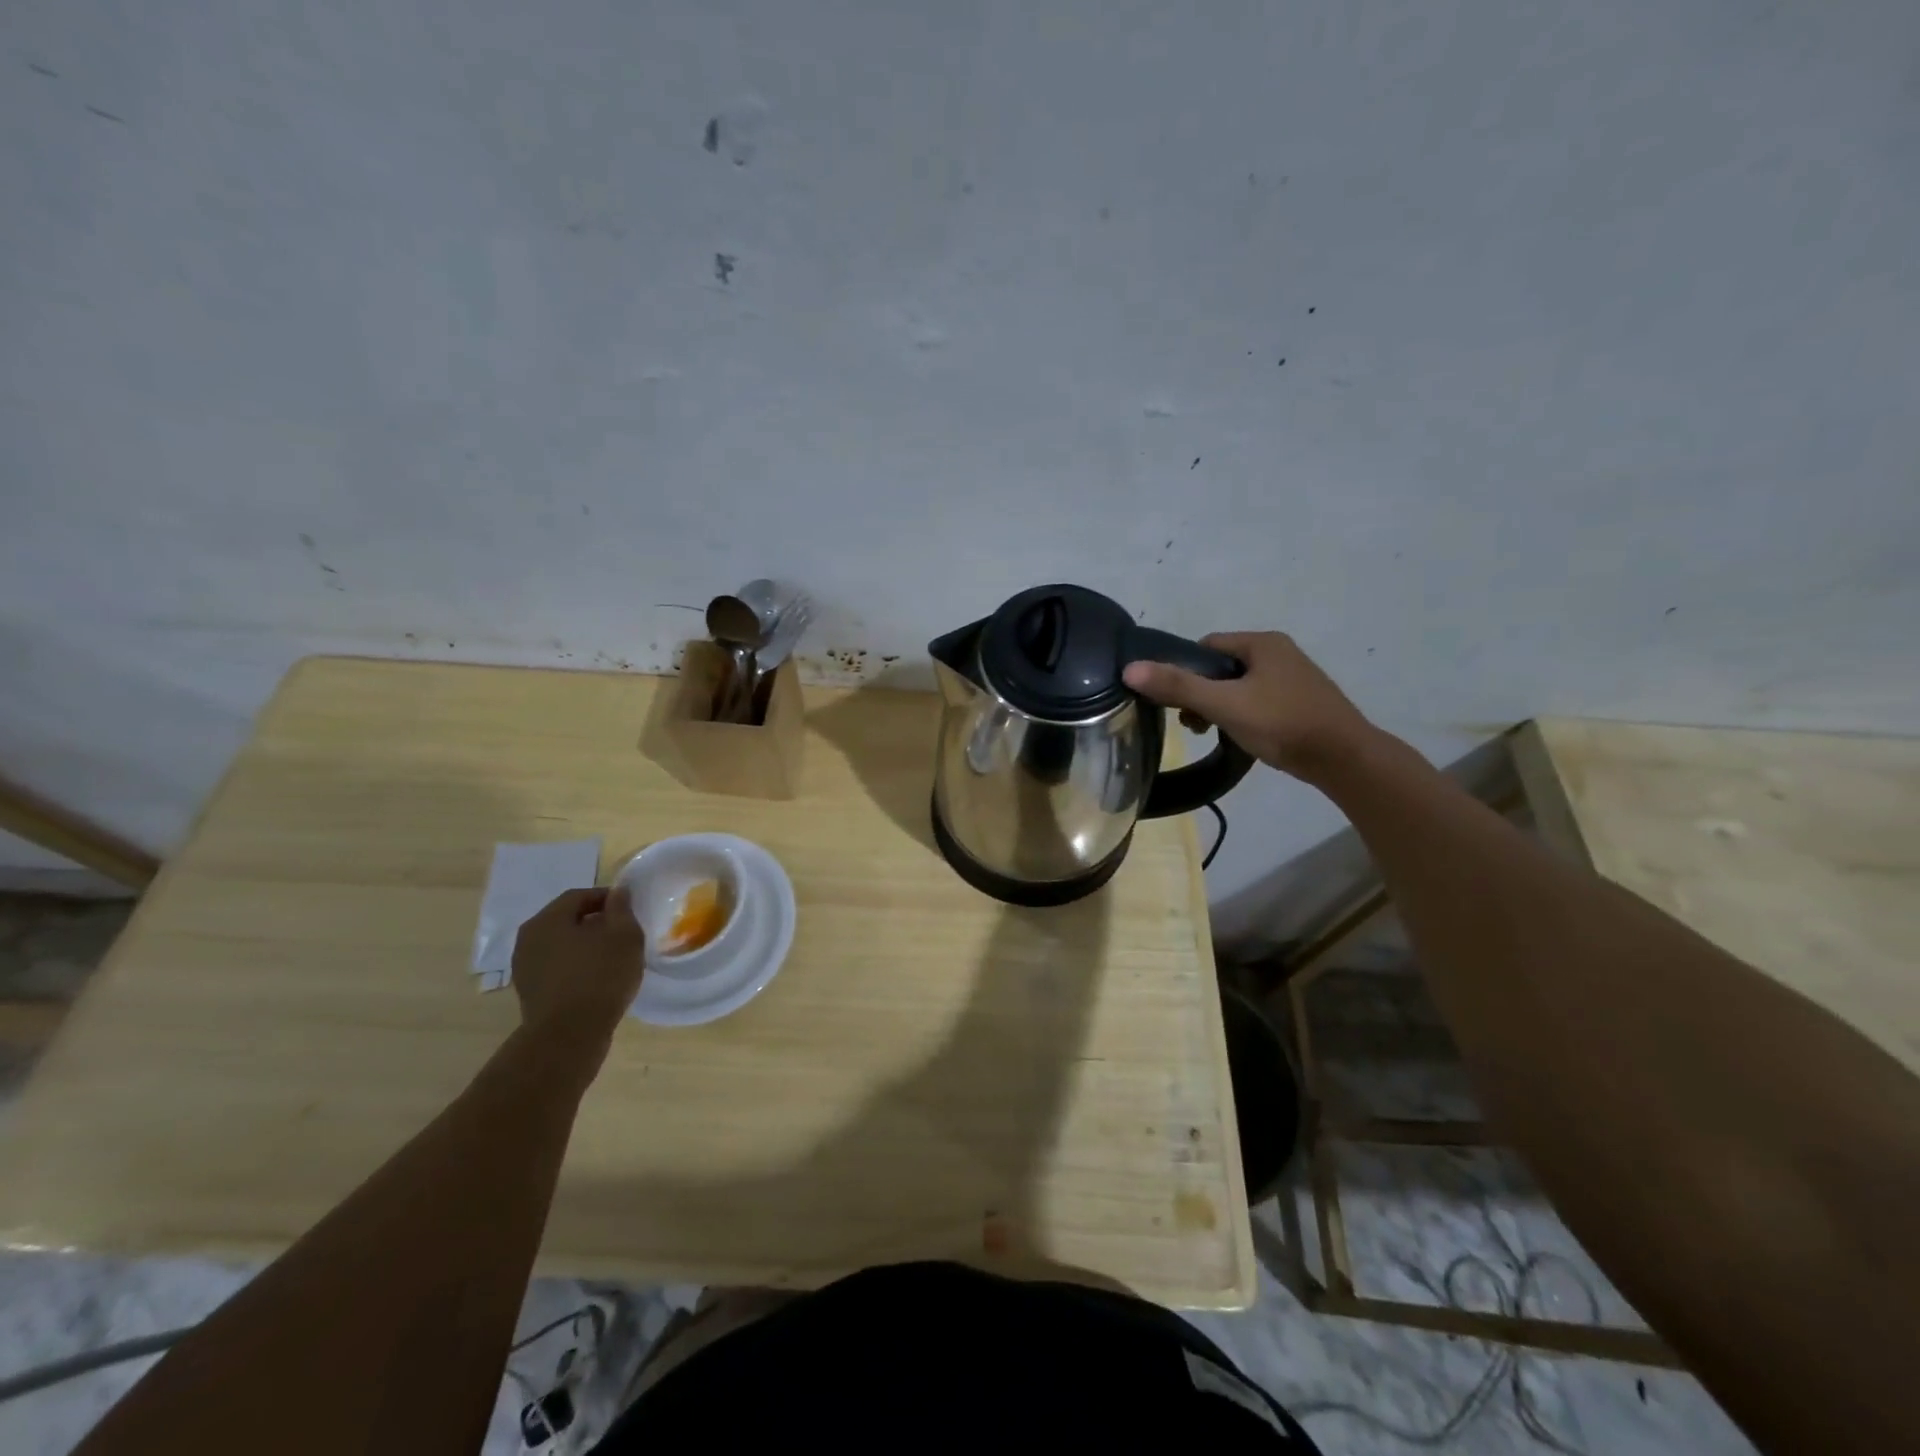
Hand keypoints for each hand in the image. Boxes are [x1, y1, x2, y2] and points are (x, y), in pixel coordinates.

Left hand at [511, 887, 645, 1057]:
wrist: (568, 1037)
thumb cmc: (599, 977)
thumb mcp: (624, 936)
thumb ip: (621, 909)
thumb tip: (617, 892)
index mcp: (547, 920)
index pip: (579, 895)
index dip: (607, 898)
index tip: (629, 909)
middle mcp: (528, 939)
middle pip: (567, 919)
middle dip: (595, 921)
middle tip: (623, 932)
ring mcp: (525, 968)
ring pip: (561, 945)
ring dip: (585, 945)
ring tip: (612, 956)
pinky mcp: (530, 992)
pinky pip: (557, 967)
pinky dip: (576, 966)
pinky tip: (597, 978)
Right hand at [1123, 631, 1375, 781]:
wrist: (1344, 759)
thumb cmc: (1282, 724)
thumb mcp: (1224, 705)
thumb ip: (1177, 686)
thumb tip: (1130, 669)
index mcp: (1262, 642)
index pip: (1206, 646)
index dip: (1185, 671)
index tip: (1177, 701)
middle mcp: (1278, 652)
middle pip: (1221, 667)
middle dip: (1201, 692)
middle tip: (1193, 723)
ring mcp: (1293, 677)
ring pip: (1239, 686)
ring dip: (1220, 706)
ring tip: (1213, 732)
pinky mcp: (1300, 701)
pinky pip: (1258, 700)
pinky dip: (1243, 715)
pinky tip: (1241, 736)